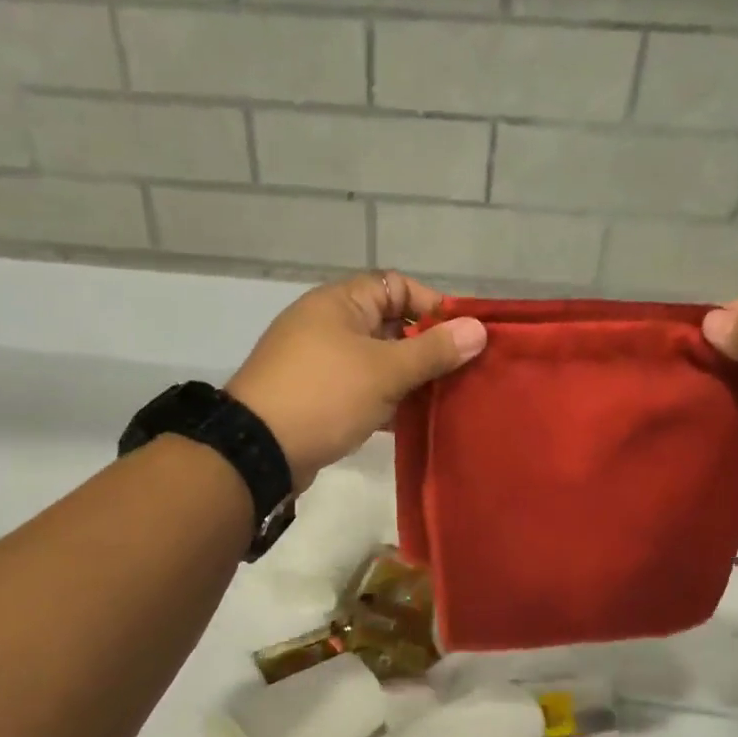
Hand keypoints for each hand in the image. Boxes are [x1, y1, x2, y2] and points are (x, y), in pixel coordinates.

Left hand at [228, 272, 486, 488]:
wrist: (259, 450)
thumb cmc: (325, 396)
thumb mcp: (385, 371)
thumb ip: (433, 351)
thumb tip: (478, 329)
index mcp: (340, 303)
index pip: (397, 286)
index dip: (433, 306)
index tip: (462, 338)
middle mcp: (328, 325)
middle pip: (390, 326)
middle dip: (426, 348)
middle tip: (459, 374)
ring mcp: (320, 363)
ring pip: (377, 362)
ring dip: (407, 380)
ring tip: (442, 401)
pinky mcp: (317, 398)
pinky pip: (360, 390)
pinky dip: (384, 402)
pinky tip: (410, 423)